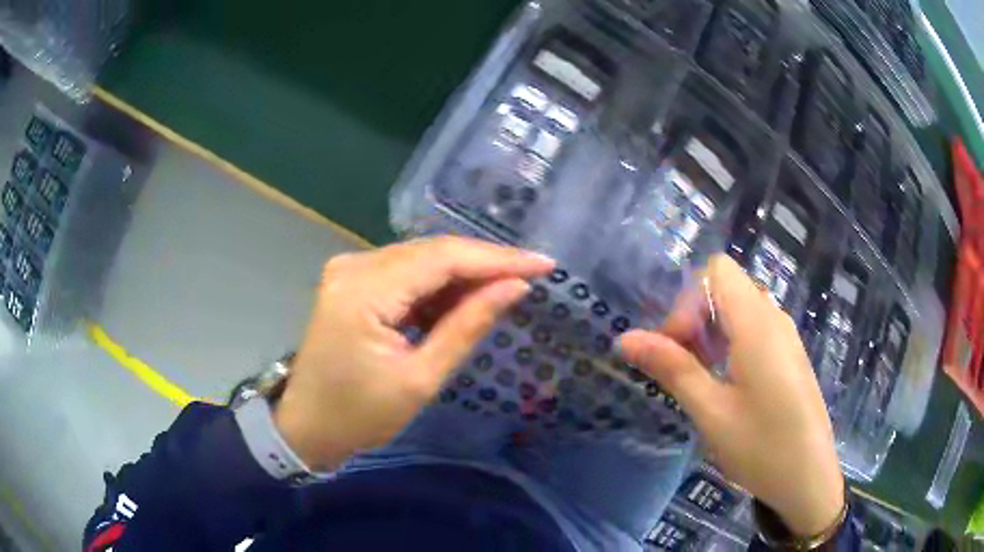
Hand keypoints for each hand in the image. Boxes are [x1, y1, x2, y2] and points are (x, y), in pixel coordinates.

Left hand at [274, 237, 553, 470]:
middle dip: (484, 264)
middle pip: (432, 252)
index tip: (544, 264)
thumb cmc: (360, 415)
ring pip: (421, 259)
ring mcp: (349, 269)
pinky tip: (463, 301)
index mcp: (365, 291)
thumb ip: (467, 325)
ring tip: (504, 290)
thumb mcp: (420, 379)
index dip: (498, 259)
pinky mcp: (352, 280)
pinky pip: (404, 272)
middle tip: (531, 276)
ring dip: (462, 275)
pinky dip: (436, 286)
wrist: (307, 425)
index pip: (443, 258)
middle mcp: (354, 266)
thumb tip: (515, 287)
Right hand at [619, 255, 843, 537]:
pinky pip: (755, 330)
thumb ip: (672, 368)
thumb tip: (625, 338)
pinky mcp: (789, 355)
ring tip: (700, 380)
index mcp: (757, 324)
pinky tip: (726, 386)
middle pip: (726, 288)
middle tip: (682, 368)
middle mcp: (774, 318)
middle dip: (695, 318)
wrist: (809, 478)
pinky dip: (731, 344)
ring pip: (740, 310)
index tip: (677, 347)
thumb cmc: (761, 447)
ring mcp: (786, 337)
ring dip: (711, 334)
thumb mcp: (711, 411)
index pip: (717, 270)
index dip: (688, 299)